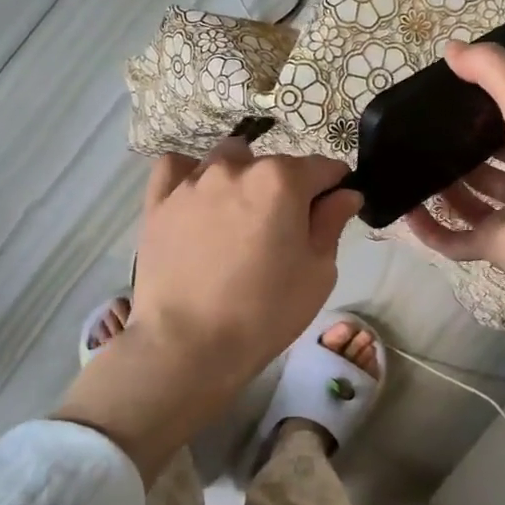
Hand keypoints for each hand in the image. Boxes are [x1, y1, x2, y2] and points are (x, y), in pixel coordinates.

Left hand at [56, 141, 361, 482]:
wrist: (189, 344)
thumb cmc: (266, 312)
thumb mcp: (318, 272)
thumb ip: (332, 223)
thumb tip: (345, 194)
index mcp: (282, 180)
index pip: (323, 168)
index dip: (335, 187)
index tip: (333, 210)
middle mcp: (237, 168)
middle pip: (275, 165)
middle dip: (288, 188)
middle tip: (284, 232)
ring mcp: (193, 181)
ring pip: (228, 160)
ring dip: (243, 178)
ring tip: (240, 218)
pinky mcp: (159, 201)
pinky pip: (177, 168)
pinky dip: (191, 175)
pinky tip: (199, 200)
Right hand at [400, 41, 504, 305]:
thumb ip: (491, 72)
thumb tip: (450, 48)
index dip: (485, 115)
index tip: (450, 102)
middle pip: (489, 168)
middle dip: (459, 157)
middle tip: (420, 141)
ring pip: (471, 204)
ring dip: (442, 192)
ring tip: (409, 173)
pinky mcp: (495, 249)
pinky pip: (456, 241)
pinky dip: (431, 231)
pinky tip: (407, 213)